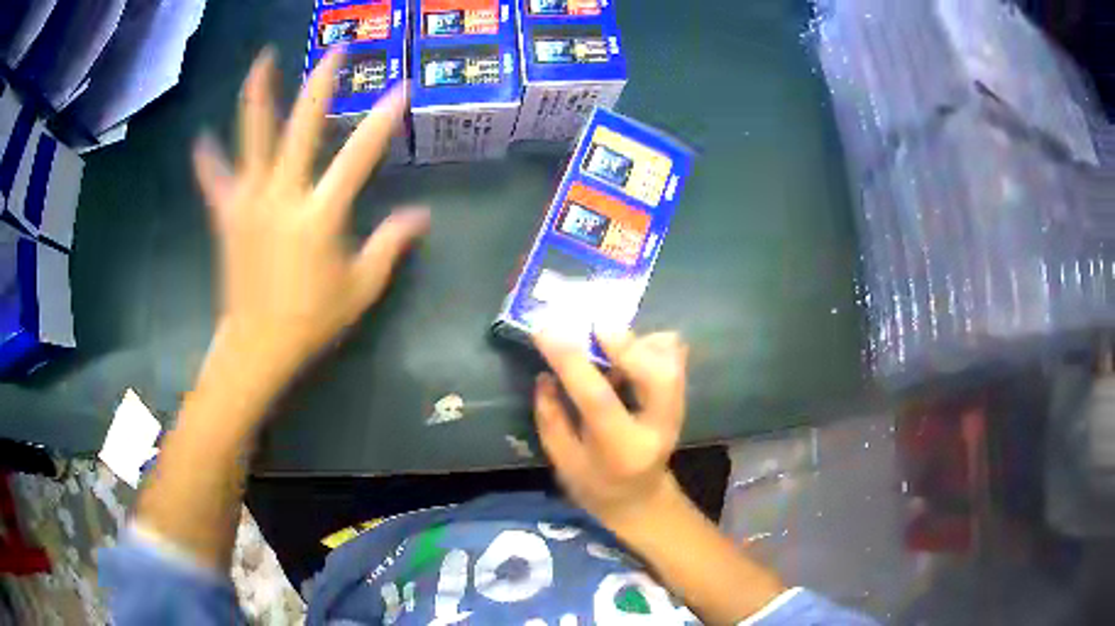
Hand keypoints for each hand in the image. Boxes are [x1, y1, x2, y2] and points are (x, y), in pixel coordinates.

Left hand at [192, 48, 428, 377]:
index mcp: (319, 216)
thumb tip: (422, 216)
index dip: (383, 121)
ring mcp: (249, 202)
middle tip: (335, 51)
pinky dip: (208, 162)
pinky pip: (215, 182)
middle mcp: (282, 197)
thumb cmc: (311, 320)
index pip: (358, 157)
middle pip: (301, 129)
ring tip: (262, 62)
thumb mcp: (361, 288)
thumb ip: (390, 245)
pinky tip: (201, 141)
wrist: (256, 347)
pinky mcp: (227, 216)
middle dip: (320, 85)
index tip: (402, 88)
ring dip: (257, 96)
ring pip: (251, 139)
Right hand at [534, 330, 688, 525]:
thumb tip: (545, 375)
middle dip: (627, 344)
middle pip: (658, 375)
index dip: (571, 361)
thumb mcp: (563, 461)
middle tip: (594, 328)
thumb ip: (552, 419)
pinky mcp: (680, 398)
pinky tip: (628, 346)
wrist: (639, 498)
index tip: (545, 330)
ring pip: (672, 362)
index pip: (599, 399)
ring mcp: (675, 412)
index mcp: (622, 450)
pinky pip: (675, 358)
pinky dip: (654, 343)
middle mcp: (658, 428)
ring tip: (607, 337)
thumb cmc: (594, 484)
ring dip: (639, 341)